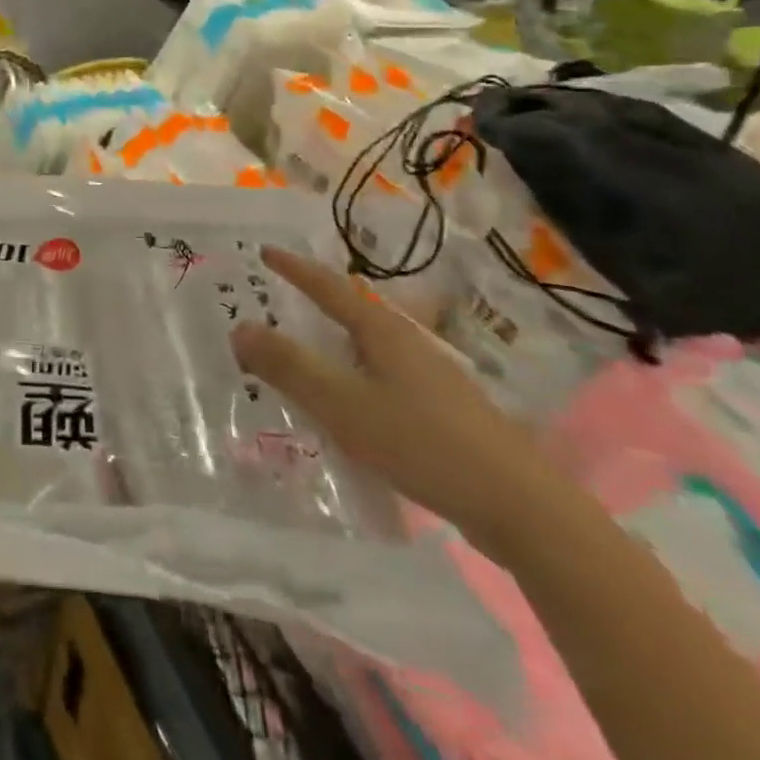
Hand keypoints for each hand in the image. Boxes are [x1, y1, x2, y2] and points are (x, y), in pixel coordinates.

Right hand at [233, 247, 570, 558]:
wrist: (520, 507)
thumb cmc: (423, 443)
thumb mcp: (343, 405)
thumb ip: (289, 367)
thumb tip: (239, 328)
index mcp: (382, 332)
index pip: (329, 287)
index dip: (295, 269)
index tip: (265, 252)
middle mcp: (407, 344)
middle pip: (352, 313)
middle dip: (314, 303)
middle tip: (278, 301)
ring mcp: (430, 378)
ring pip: (368, 349)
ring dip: (333, 345)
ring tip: (304, 354)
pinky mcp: (443, 412)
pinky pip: (381, 379)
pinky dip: (353, 378)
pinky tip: (348, 408)